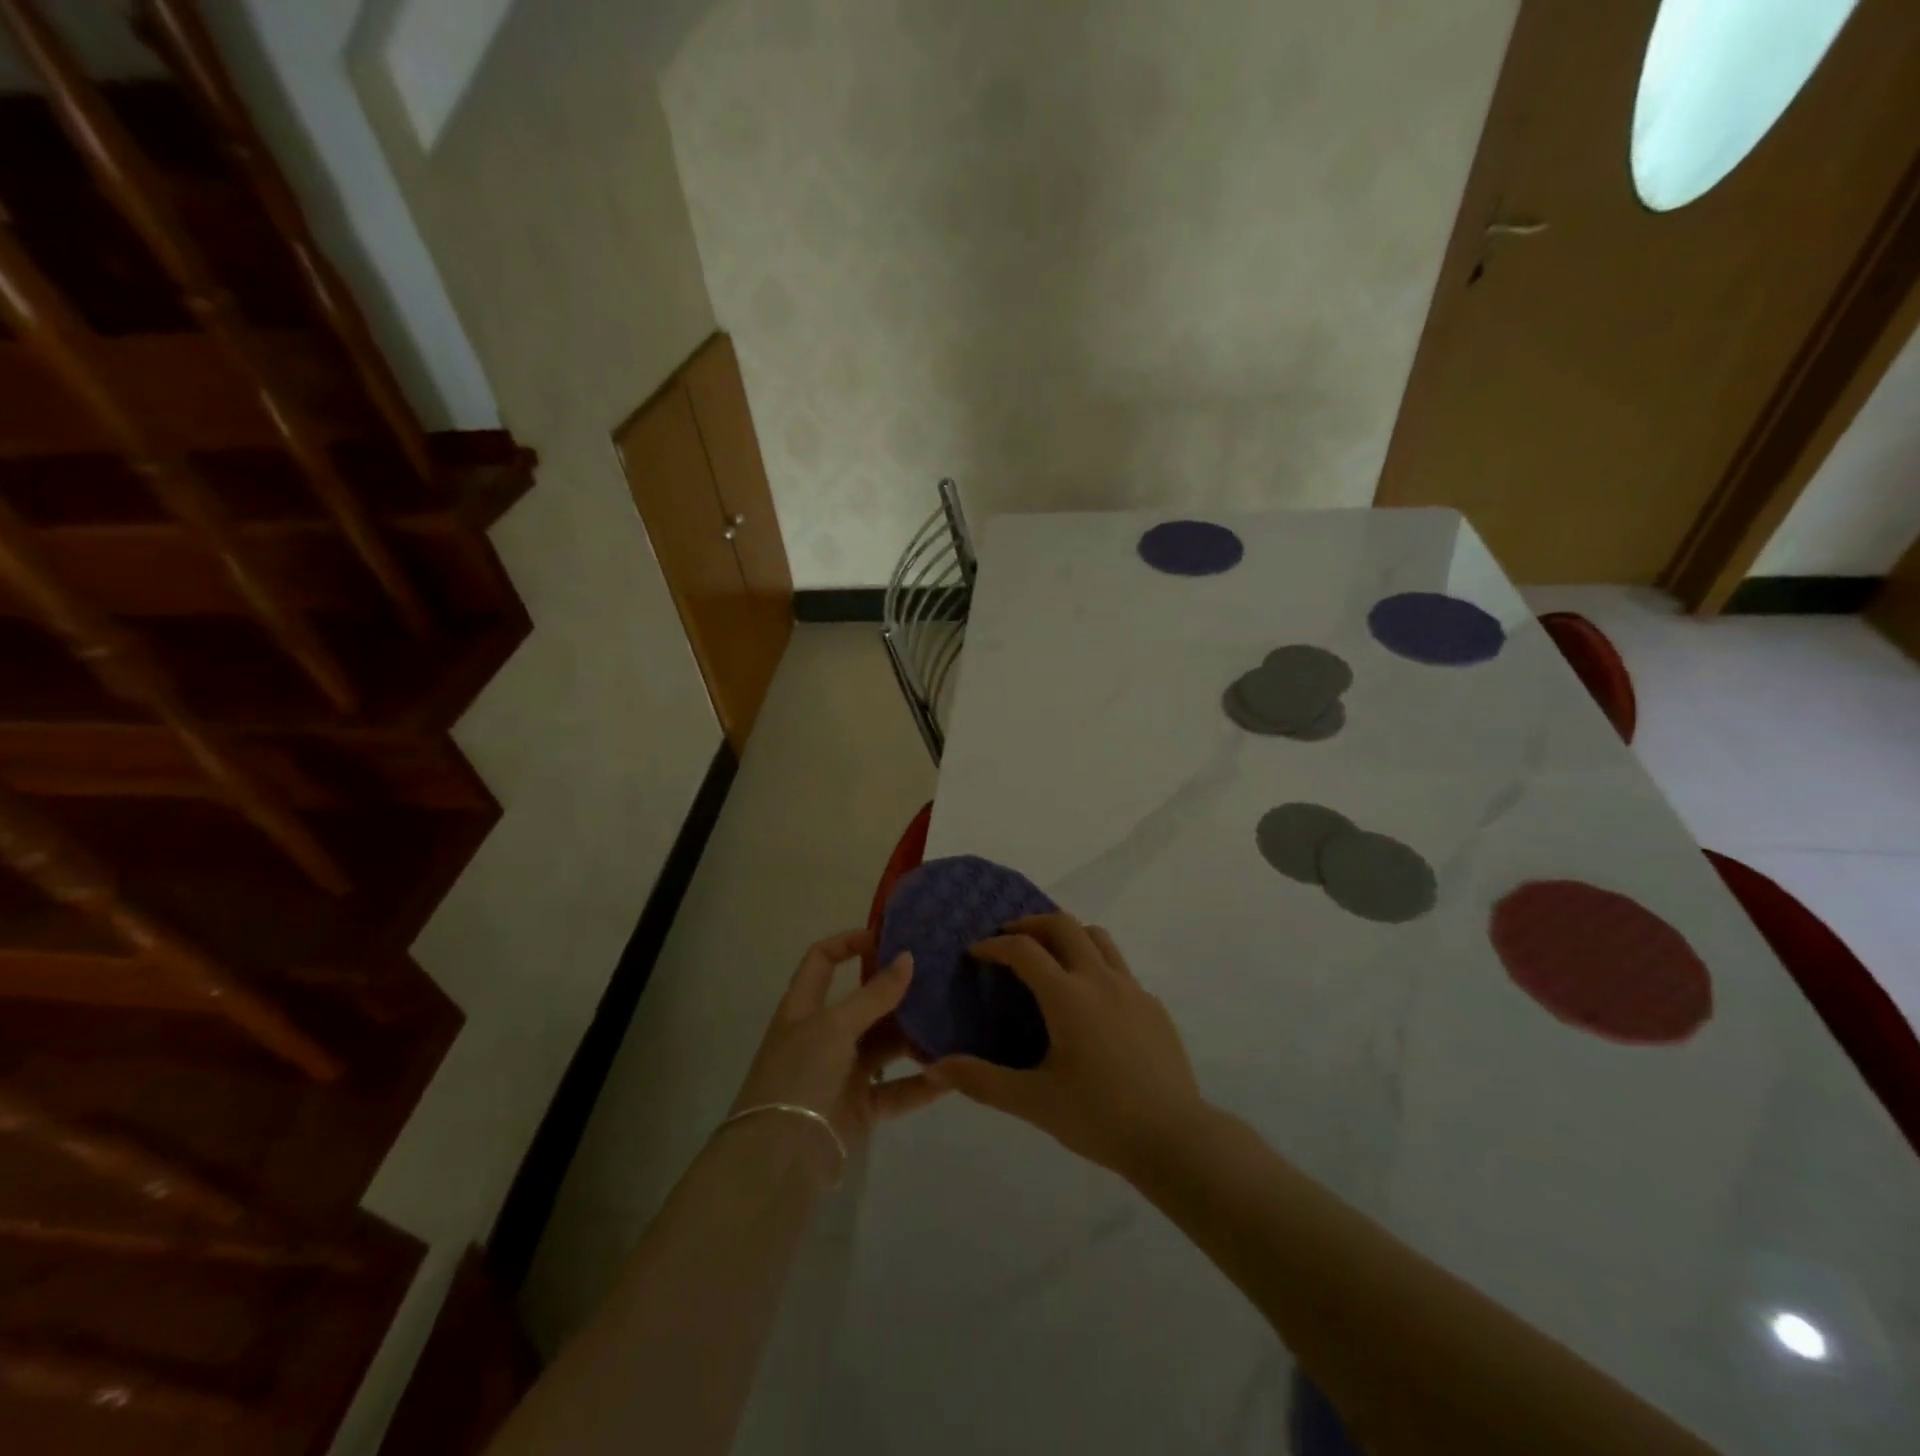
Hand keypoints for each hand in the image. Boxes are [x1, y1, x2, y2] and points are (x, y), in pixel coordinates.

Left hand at [729, 929, 946, 1181]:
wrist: (779, 1159)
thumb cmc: (800, 1075)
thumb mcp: (835, 1026)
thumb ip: (874, 994)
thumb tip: (908, 957)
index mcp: (804, 1007)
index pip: (823, 960)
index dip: (849, 943)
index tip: (888, 938)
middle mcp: (823, 1035)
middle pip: (863, 1003)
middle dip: (896, 991)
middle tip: (937, 977)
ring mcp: (842, 1072)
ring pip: (884, 1045)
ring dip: (913, 1035)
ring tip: (951, 1020)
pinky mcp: (860, 1106)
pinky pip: (896, 1088)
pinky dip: (921, 1082)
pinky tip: (951, 1073)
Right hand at [926, 913, 1208, 1178]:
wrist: (1175, 1138)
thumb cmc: (1099, 1117)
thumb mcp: (1033, 1102)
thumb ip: (982, 1081)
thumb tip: (935, 1067)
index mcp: (1068, 996)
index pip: (1024, 950)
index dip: (995, 945)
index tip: (976, 953)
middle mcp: (1100, 979)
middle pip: (1063, 924)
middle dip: (1031, 923)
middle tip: (1010, 939)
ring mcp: (1132, 989)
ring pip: (1097, 937)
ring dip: (1068, 934)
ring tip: (1050, 957)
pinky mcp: (1153, 1006)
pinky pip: (1119, 967)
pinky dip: (1095, 964)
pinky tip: (1089, 1002)